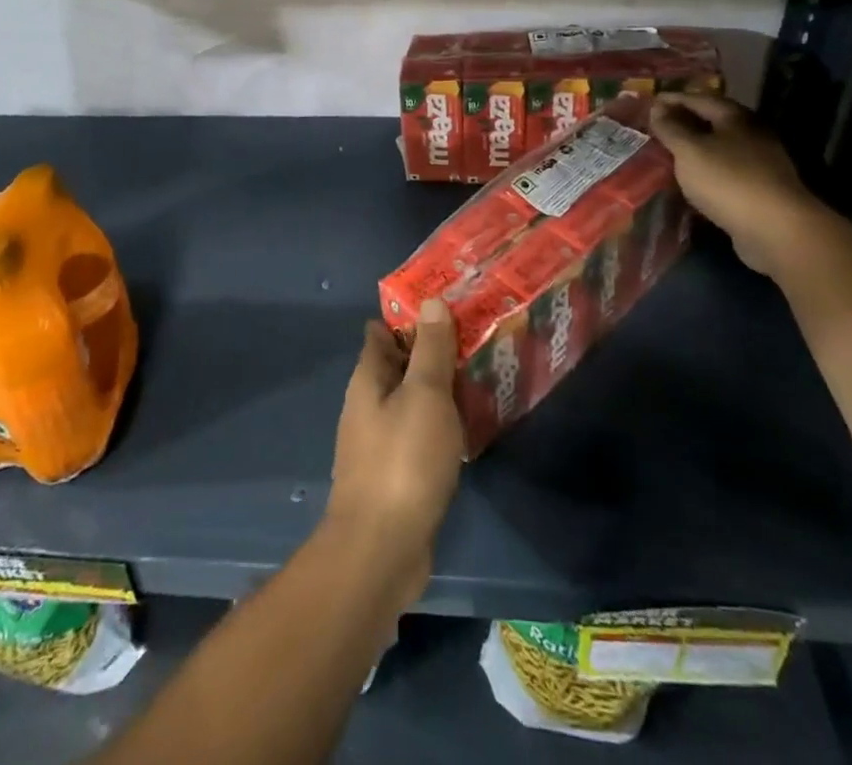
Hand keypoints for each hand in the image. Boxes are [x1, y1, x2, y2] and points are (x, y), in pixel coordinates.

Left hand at [326, 301, 463, 607]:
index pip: (383, 332)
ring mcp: (381, 441)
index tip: (447, 302)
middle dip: (432, 350)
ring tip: (482, 373)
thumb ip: (430, 350)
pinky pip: (421, 433)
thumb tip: (431, 302)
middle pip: (400, 365)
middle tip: (477, 335)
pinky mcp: (398, 473)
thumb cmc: (403, 461)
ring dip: (440, 388)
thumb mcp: (424, 395)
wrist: (382, 550)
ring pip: (413, 400)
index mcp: (368, 379)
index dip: (410, 314)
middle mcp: (369, 405)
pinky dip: (442, 422)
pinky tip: (471, 424)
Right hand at [650, 92, 834, 278]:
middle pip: (712, 121)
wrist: (776, 230)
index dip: (673, 99)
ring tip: (667, 154)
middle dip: (684, 122)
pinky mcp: (759, 189)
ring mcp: (758, 163)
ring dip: (694, 148)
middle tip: (655, 128)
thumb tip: (657, 107)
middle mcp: (750, 135)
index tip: (648, 103)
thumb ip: (671, 128)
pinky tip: (689, 180)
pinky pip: (724, 171)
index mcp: (735, 118)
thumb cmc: (727, 181)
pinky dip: (704, 170)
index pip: (699, 98)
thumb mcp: (689, 151)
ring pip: (719, 147)